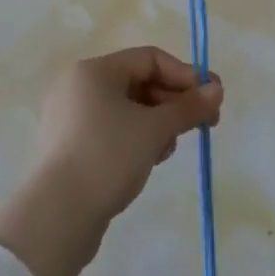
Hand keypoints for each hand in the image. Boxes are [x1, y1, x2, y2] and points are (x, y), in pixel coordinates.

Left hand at [33, 46, 224, 225]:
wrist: (57, 216)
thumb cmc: (108, 156)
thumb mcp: (154, 129)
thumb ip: (188, 107)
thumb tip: (217, 89)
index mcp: (94, 70)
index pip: (149, 58)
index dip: (184, 75)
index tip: (211, 99)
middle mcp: (79, 86)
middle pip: (138, 82)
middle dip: (173, 101)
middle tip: (203, 124)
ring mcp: (70, 118)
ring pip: (126, 108)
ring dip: (156, 122)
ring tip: (170, 147)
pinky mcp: (69, 148)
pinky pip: (111, 130)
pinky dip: (135, 138)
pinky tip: (149, 160)